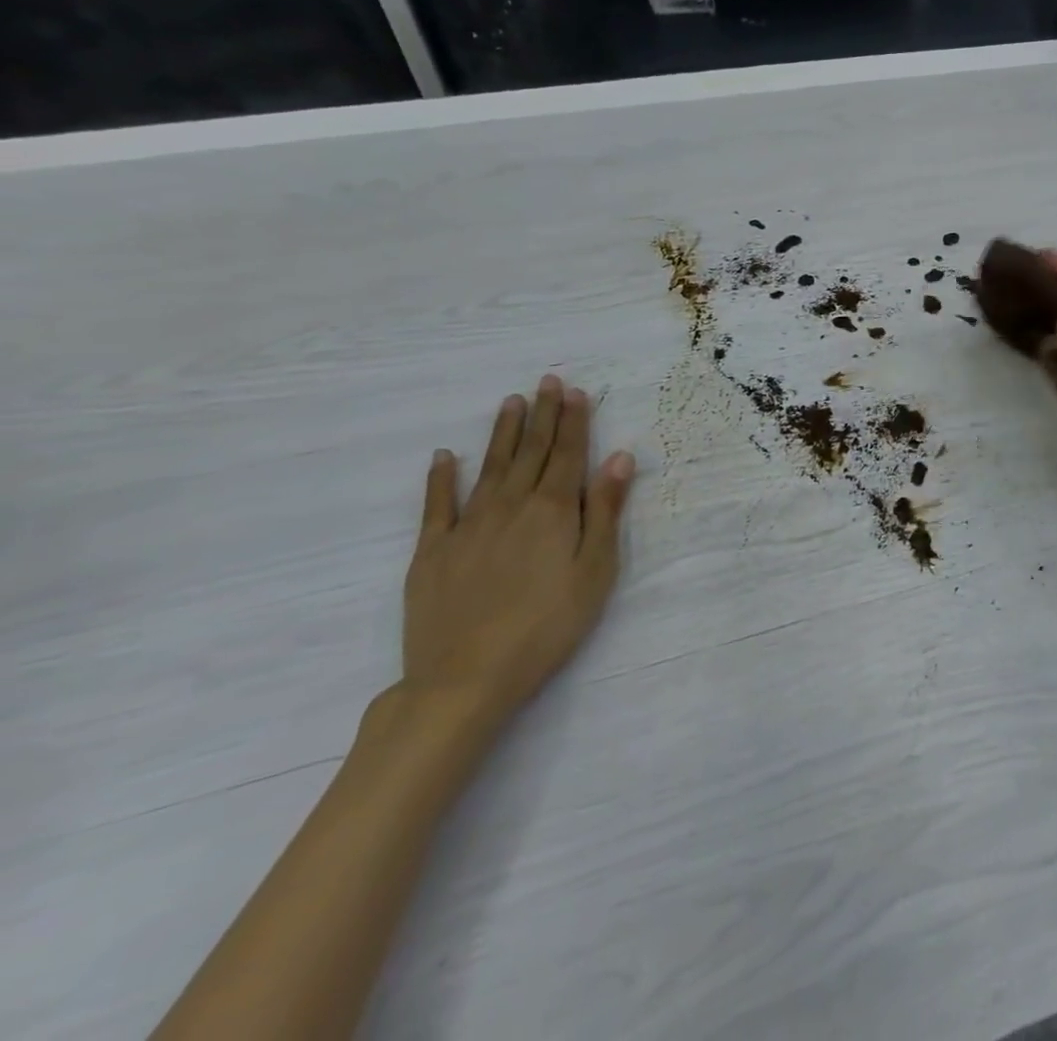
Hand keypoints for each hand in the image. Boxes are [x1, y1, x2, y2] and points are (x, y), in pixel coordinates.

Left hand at [400, 376, 637, 727]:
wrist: (465, 678)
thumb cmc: (547, 625)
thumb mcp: (594, 571)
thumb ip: (604, 511)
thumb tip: (619, 458)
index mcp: (553, 510)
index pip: (568, 454)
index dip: (573, 421)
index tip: (575, 391)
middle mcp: (511, 506)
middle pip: (531, 452)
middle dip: (542, 415)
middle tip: (546, 381)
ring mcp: (468, 526)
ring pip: (490, 467)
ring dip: (502, 433)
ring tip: (510, 402)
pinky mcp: (433, 551)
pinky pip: (437, 505)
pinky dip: (441, 478)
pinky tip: (444, 457)